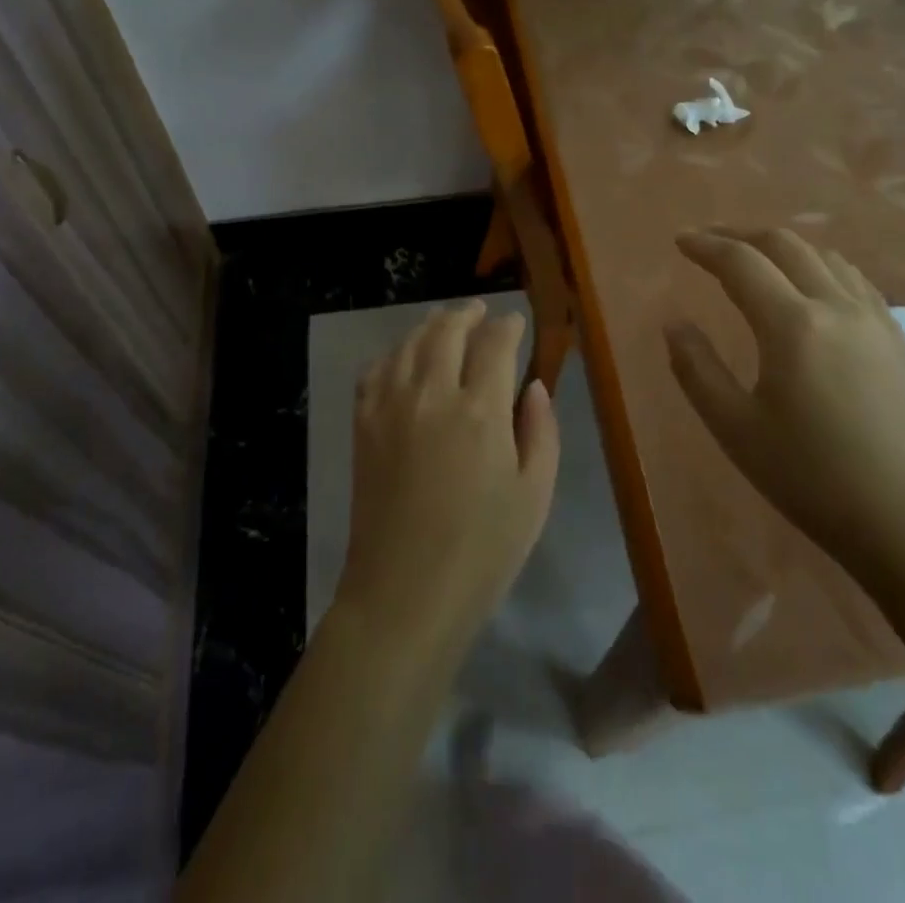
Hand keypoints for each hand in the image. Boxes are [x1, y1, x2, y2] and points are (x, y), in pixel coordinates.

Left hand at [336, 302, 560, 654]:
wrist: (404, 594)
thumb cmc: (482, 552)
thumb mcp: (534, 495)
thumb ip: (540, 431)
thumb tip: (534, 386)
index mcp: (481, 410)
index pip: (495, 344)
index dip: (508, 326)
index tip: (516, 322)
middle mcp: (433, 394)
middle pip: (448, 331)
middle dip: (468, 314)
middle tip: (480, 311)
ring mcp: (391, 406)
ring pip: (410, 343)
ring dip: (431, 325)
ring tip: (444, 323)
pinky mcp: (363, 424)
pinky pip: (375, 370)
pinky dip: (393, 354)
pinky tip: (403, 359)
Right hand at [665, 230, 904, 578]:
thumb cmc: (814, 479)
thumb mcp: (737, 430)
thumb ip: (697, 370)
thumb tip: (674, 324)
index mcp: (792, 325)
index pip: (741, 263)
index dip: (706, 246)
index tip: (680, 240)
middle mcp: (836, 306)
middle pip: (785, 244)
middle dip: (741, 234)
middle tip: (710, 241)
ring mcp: (875, 319)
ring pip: (824, 256)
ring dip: (783, 246)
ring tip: (756, 258)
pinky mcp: (899, 339)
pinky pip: (854, 279)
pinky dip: (820, 265)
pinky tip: (813, 286)